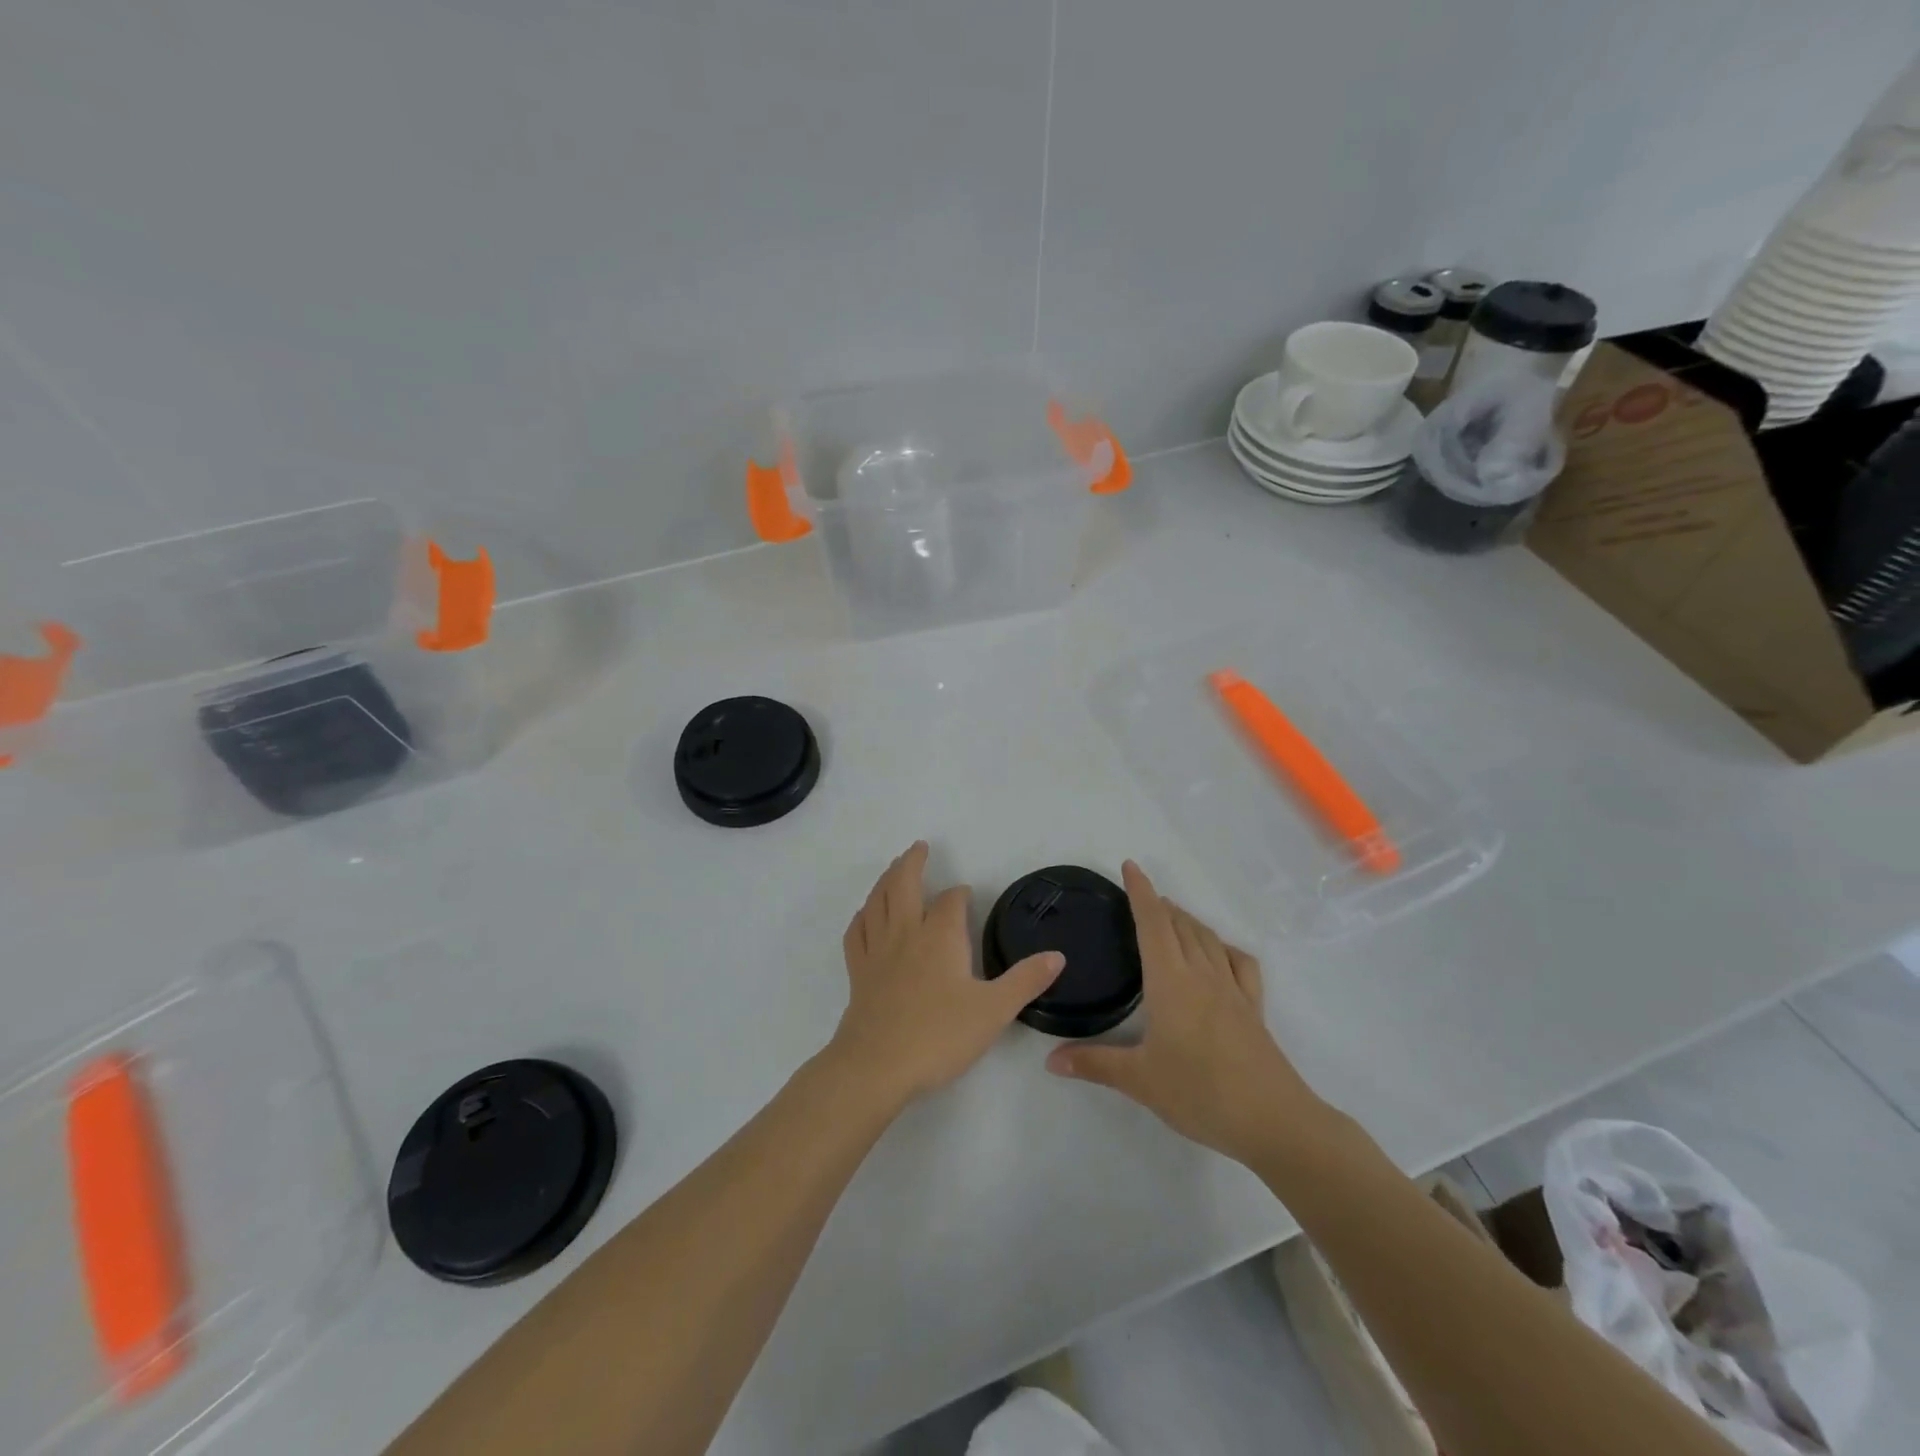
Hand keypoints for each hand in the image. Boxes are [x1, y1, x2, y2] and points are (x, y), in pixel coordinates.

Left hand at [828, 842, 1065, 1105]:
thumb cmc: (939, 1036)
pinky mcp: (858, 972)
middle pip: (903, 884)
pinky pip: (856, 932)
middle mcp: (906, 933)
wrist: (876, 1067)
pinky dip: (862, 916)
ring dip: (885, 880)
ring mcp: (877, 951)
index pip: (951, 901)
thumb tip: (1058, 955)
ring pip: (877, 901)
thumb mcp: (994, 1011)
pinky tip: (866, 915)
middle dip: (912, 863)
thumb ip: (1026, 981)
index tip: (966, 894)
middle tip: (919, 848)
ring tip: (893, 869)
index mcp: (940, 936)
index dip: (960, 894)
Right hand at [1045, 861, 1325, 1165]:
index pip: (1154, 924)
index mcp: (1171, 982)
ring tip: (1172, 917)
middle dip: (1161, 905)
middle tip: (1142, 897)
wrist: (1274, 1121)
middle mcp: (1202, 975)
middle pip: (1181, 925)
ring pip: (1208, 939)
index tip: (1130, 866)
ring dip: (1188, 920)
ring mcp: (1233, 989)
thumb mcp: (1140, 1080)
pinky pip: (1239, 963)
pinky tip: (1219, 954)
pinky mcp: (1253, 1008)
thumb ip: (1094, 1064)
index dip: (1141, 892)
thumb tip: (1050, 1060)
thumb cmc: (1200, 1093)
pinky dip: (1223, 947)